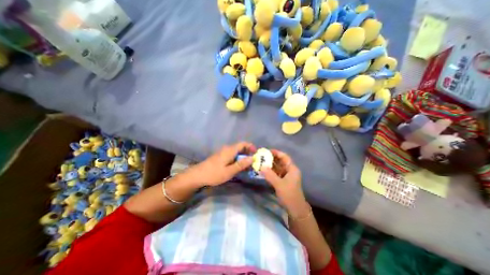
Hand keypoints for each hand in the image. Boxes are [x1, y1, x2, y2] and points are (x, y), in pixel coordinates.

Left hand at [179, 141, 255, 188]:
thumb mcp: (229, 171)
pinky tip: (238, 167)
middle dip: (248, 153)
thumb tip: (252, 158)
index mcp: (230, 150)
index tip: (256, 154)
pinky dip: (237, 159)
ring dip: (243, 157)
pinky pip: (232, 155)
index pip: (243, 143)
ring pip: (236, 152)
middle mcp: (227, 149)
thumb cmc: (214, 173)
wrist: (198, 175)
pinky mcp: (220, 156)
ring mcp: (223, 152)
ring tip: (247, 166)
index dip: (251, 147)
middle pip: (240, 147)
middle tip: (253, 162)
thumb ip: (241, 164)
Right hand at [262, 149, 306, 217]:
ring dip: (270, 165)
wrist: (295, 209)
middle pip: (280, 161)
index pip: (284, 157)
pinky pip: (276, 173)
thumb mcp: (279, 184)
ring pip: (278, 167)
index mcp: (292, 169)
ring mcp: (286, 176)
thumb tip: (261, 166)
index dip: (276, 153)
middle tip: (262, 156)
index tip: (267, 151)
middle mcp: (290, 170)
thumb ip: (270, 175)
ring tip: (261, 162)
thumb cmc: (289, 195)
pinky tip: (264, 171)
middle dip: (271, 158)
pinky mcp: (283, 181)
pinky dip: (270, 171)